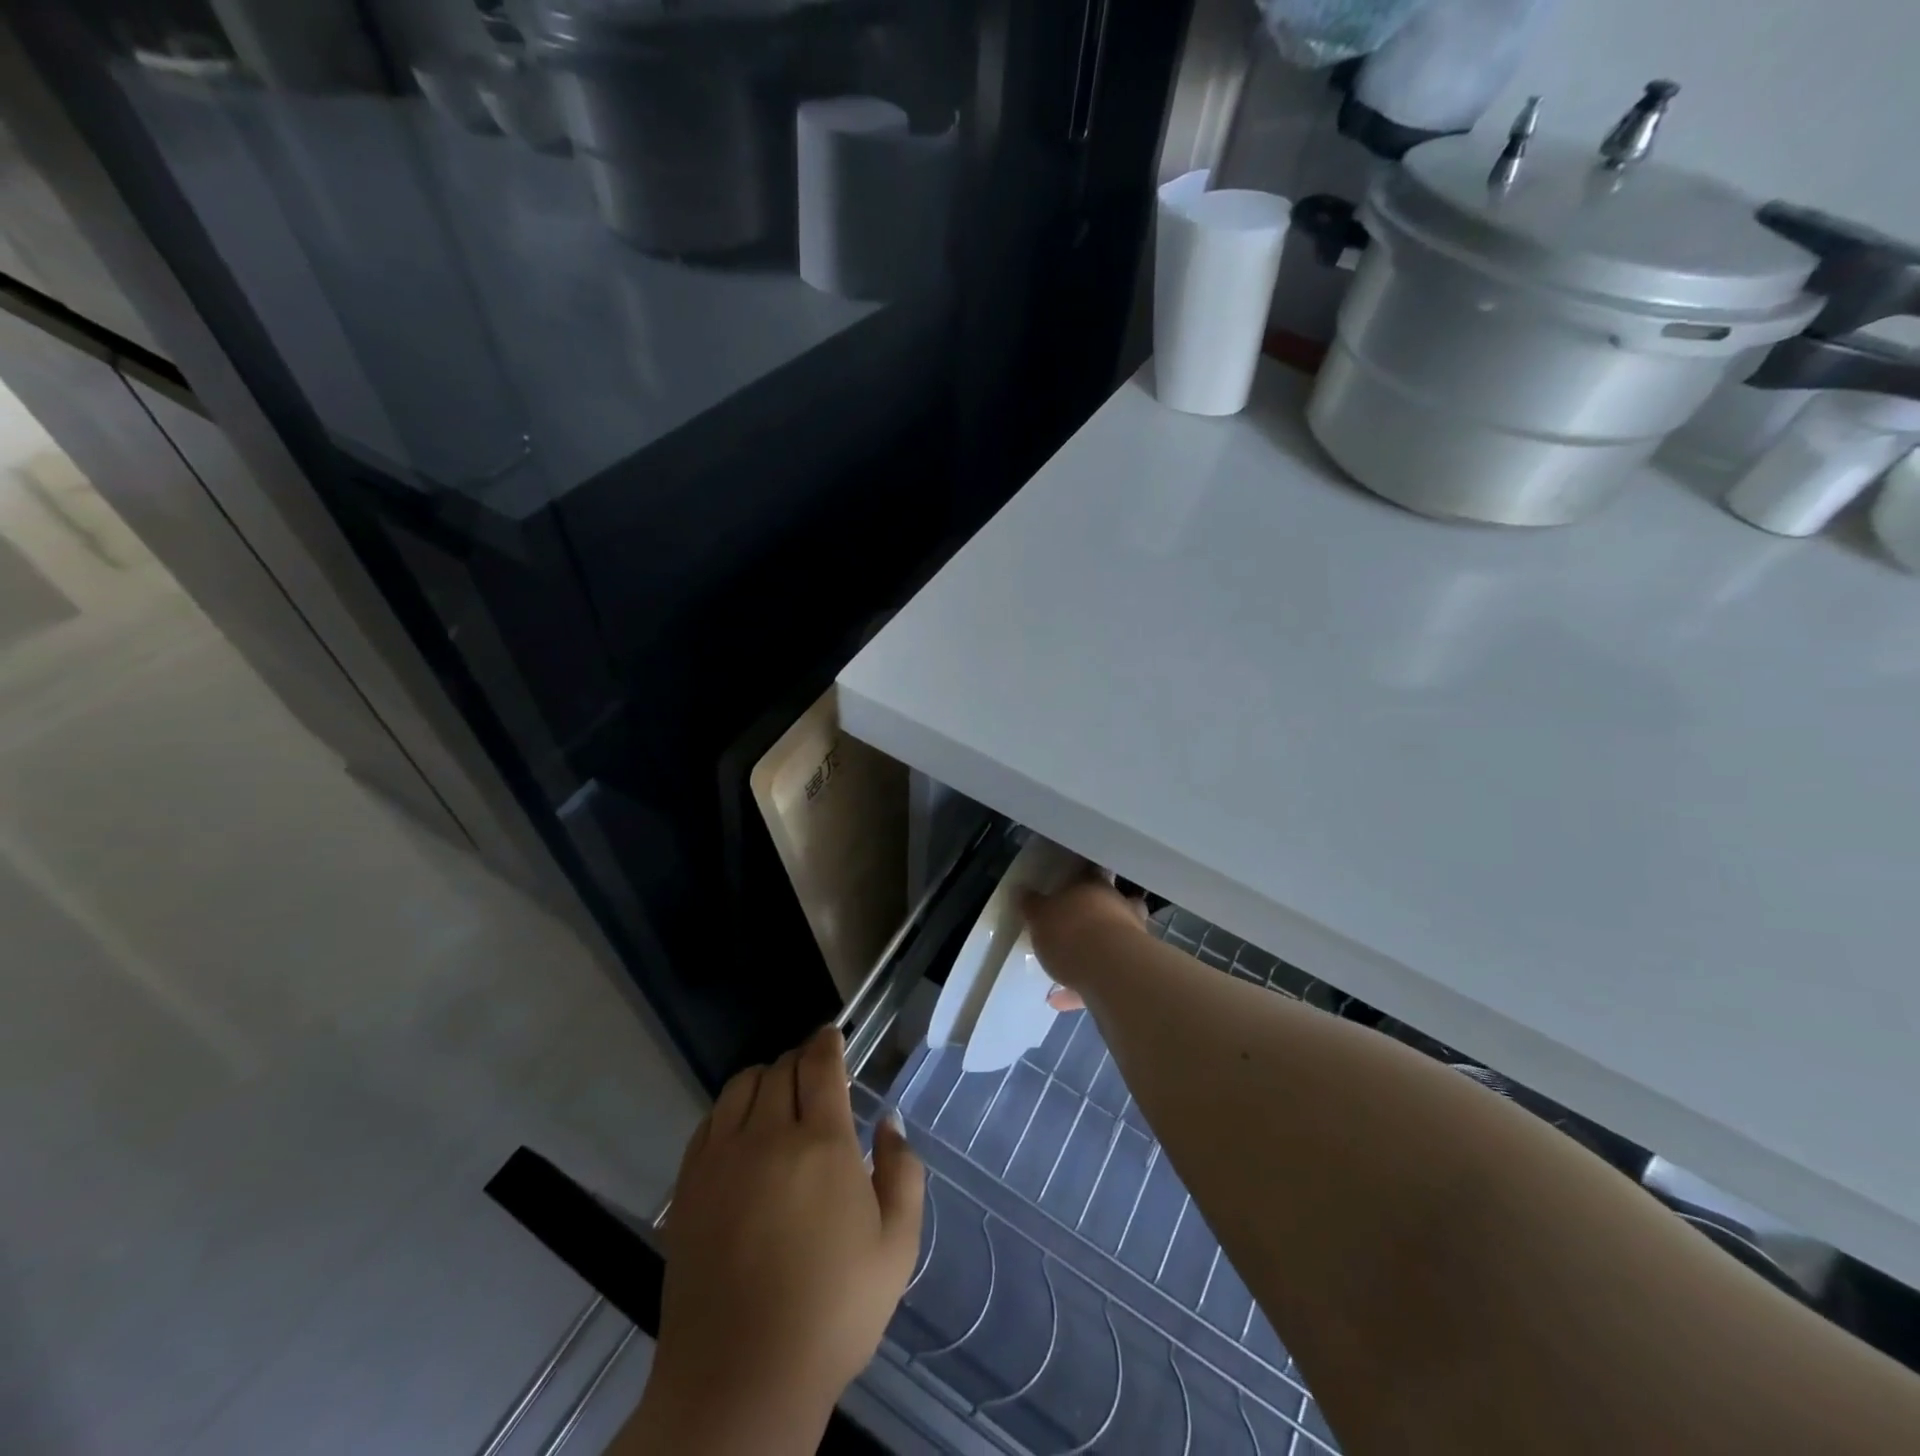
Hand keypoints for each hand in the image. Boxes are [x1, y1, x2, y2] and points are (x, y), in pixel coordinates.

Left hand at [628, 1025, 923, 1454]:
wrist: (741, 1381)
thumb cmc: (832, 1314)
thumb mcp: (896, 1248)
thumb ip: (903, 1173)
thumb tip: (889, 1122)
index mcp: (822, 1144)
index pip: (820, 1066)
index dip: (828, 1042)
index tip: (834, 1036)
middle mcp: (767, 1137)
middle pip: (781, 1069)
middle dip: (801, 1060)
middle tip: (814, 1074)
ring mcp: (721, 1160)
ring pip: (741, 1086)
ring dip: (765, 1078)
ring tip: (777, 1097)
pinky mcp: (689, 1187)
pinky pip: (709, 1121)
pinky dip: (730, 1109)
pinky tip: (740, 1131)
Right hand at [1022, 875, 1147, 1011]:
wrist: (1111, 972)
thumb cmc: (1070, 931)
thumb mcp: (1039, 916)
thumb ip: (1032, 904)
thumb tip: (1022, 890)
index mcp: (1094, 886)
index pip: (1091, 872)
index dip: (1082, 877)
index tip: (1072, 883)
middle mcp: (1118, 907)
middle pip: (1112, 904)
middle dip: (1097, 914)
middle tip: (1076, 924)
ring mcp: (1131, 938)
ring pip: (1112, 941)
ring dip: (1093, 953)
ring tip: (1062, 971)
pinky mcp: (1132, 971)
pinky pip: (1105, 976)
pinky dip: (1085, 987)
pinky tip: (1060, 1001)